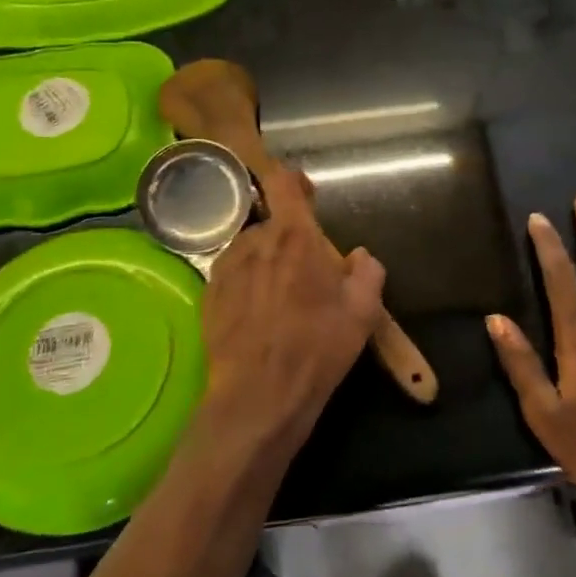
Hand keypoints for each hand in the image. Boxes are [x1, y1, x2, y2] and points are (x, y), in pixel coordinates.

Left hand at [200, 167, 385, 459]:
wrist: (259, 396)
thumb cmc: (317, 349)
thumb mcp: (362, 313)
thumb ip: (367, 273)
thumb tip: (359, 257)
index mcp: (294, 238)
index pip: (284, 184)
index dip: (294, 180)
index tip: (305, 192)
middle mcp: (255, 243)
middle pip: (272, 224)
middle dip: (289, 240)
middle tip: (306, 272)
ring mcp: (227, 268)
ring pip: (251, 250)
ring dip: (266, 262)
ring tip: (281, 299)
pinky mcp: (208, 295)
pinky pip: (233, 274)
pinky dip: (247, 283)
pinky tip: (260, 315)